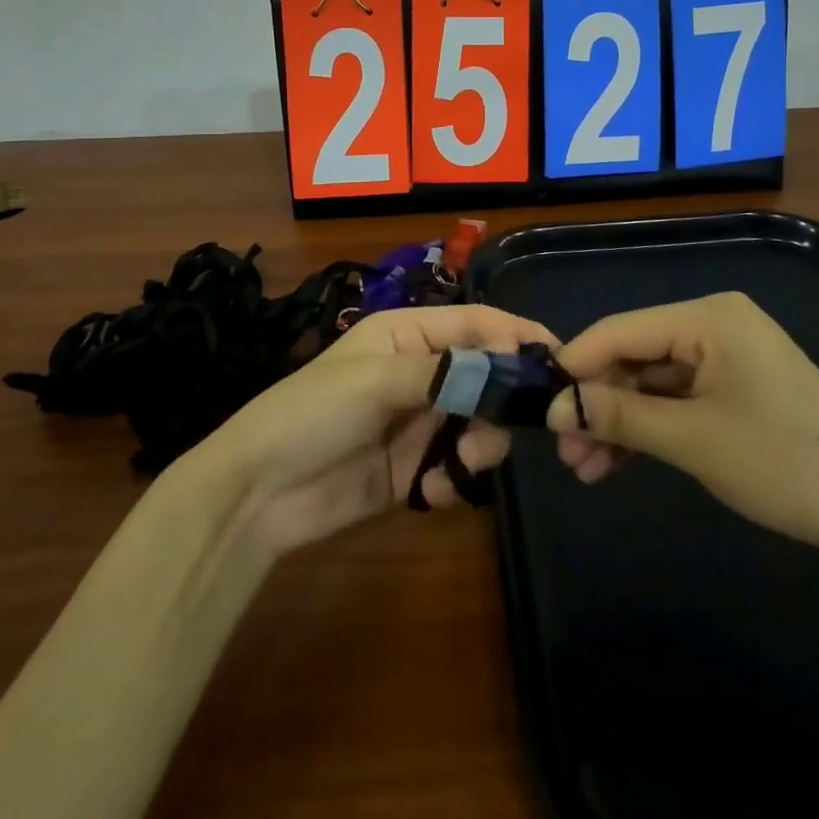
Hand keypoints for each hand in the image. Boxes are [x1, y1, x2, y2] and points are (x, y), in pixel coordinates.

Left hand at [192, 303, 557, 556]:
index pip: (476, 323)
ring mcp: (420, 421)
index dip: (516, 336)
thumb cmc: (311, 413)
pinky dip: (456, 480)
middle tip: (496, 432)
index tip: (559, 360)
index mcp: (408, 334)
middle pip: (488, 376)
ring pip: (482, 424)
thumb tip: (508, 365)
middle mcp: (421, 372)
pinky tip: (430, 493)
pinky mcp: (417, 468)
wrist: (259, 494)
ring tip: (455, 467)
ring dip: (480, 446)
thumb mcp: (374, 379)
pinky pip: (460, 468)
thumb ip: (445, 371)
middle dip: (501, 404)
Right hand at [547, 292, 818, 557]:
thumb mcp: (692, 440)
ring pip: (652, 382)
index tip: (536, 402)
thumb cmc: (786, 464)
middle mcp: (714, 324)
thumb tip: (553, 408)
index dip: (575, 364)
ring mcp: (728, 356)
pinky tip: (619, 463)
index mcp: (707, 317)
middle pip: (634, 356)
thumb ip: (618, 415)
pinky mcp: (737, 387)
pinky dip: (649, 428)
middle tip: (564, 451)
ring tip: (585, 470)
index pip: (620, 330)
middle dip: (597, 403)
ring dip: (619, 422)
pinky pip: (678, 398)